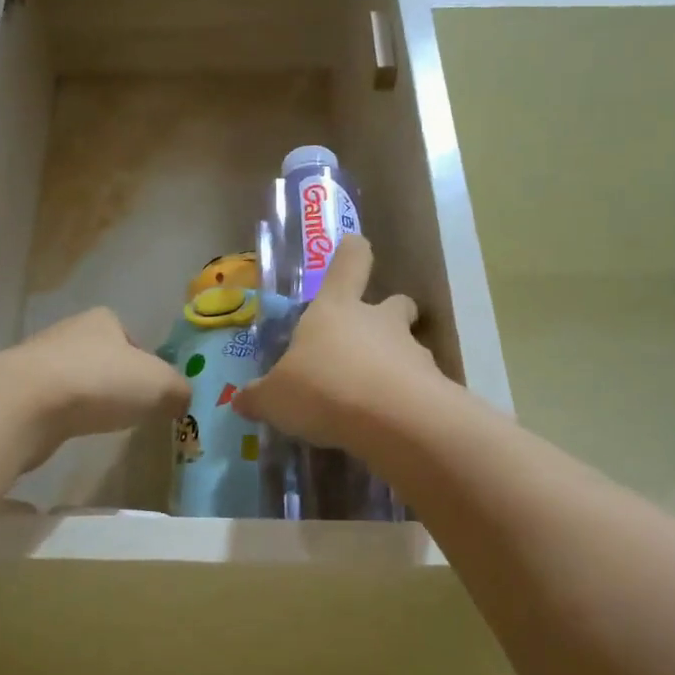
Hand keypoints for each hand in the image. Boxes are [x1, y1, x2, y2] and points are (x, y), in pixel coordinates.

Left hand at [0, 307, 191, 471]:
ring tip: (99, 423)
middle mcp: (69, 331)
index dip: (144, 363)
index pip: (130, 337)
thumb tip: (181, 400)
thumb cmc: (100, 382)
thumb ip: (179, 391)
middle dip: (114, 380)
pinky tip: (69, 430)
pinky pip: (51, 402)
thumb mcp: (160, 385)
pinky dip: (63, 415)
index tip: (151, 391)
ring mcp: (38, 360)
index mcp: (104, 320)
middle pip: (101, 356)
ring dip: (86, 398)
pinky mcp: (17, 391)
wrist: (25, 403)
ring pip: (74, 378)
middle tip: (129, 409)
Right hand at [234, 236, 442, 453]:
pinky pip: (418, 387)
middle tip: (368, 343)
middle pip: (396, 303)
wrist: (394, 422)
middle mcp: (378, 322)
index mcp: (336, 309)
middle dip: (388, 314)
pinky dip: (405, 402)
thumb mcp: (275, 399)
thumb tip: (240, 401)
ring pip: (409, 347)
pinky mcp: (434, 387)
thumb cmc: (324, 389)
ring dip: (394, 365)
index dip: (351, 252)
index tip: (354, 248)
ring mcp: (413, 352)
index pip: (349, 262)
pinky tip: (387, 426)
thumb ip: (258, 398)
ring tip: (371, 402)